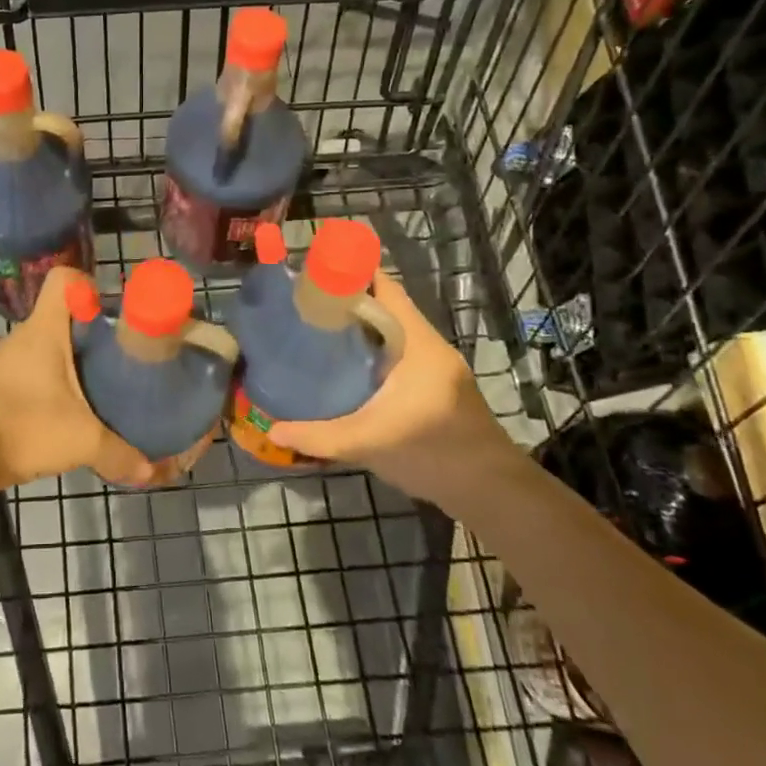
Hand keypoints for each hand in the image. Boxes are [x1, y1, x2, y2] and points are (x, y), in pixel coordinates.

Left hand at [0, 267, 160, 489]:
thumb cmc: (25, 426)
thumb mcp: (82, 441)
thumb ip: (120, 453)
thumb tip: (150, 472)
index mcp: (44, 330)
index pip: (63, 280)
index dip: (88, 285)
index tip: (109, 312)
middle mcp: (21, 337)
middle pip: (59, 318)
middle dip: (88, 334)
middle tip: (116, 359)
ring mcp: (1, 363)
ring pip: (42, 349)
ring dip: (66, 364)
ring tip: (93, 390)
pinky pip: (26, 375)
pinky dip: (44, 387)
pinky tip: (59, 415)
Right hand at [265, 272, 518, 507]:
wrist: (493, 491)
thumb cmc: (434, 453)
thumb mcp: (368, 443)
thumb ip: (319, 436)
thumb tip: (272, 430)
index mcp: (416, 341)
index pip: (384, 287)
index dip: (350, 273)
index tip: (312, 275)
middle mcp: (428, 345)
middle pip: (384, 307)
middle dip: (346, 302)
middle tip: (303, 306)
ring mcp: (436, 366)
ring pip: (391, 332)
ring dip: (359, 329)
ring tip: (316, 332)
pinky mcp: (436, 386)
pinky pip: (398, 353)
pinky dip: (372, 351)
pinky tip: (346, 369)